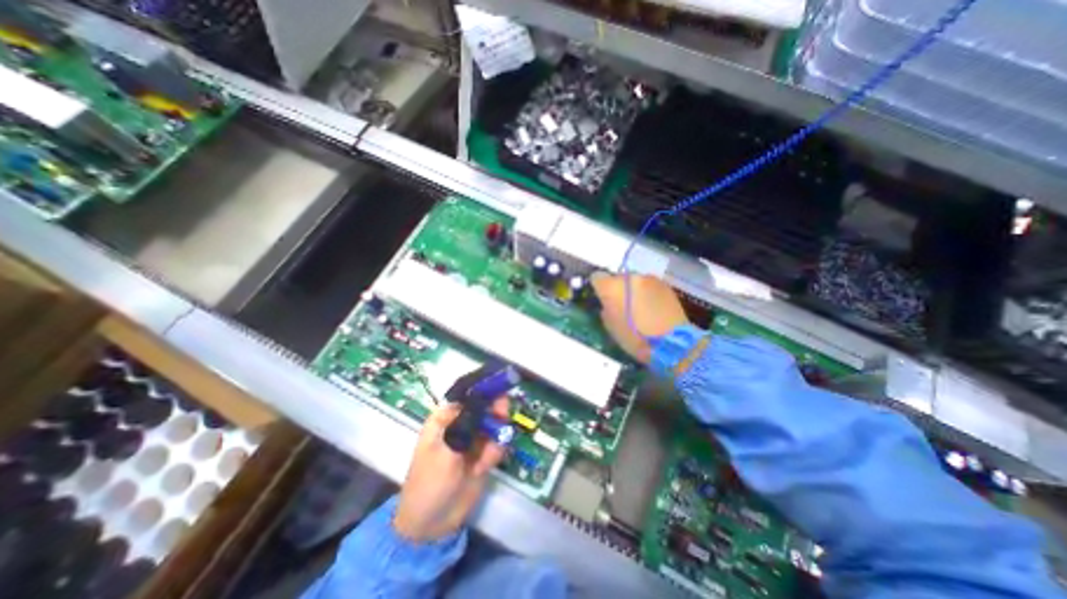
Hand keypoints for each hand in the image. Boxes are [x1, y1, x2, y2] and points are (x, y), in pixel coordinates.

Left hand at [393, 399, 509, 541]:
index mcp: (445, 418)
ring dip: (495, 439)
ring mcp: (474, 439)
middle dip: (496, 413)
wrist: (432, 525)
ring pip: (495, 424)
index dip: (485, 388)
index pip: (468, 394)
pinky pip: (498, 443)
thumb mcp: (445, 451)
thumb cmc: (429, 483)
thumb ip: (465, 425)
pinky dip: (495, 453)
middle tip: (502, 420)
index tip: (502, 387)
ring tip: (485, 460)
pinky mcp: (484, 453)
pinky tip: (483, 468)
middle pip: (486, 406)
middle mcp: (461, 424)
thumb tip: (481, 398)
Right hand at [588, 272, 687, 363]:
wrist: (672, 342)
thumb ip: (606, 309)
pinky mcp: (664, 284)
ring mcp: (649, 278)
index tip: (601, 296)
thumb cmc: (635, 338)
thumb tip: (607, 303)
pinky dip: (647, 293)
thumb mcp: (611, 327)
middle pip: (617, 278)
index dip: (598, 287)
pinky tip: (653, 308)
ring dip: (633, 290)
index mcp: (612, 287)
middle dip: (617, 289)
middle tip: (621, 304)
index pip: (597, 277)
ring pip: (634, 281)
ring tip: (639, 307)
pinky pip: (649, 285)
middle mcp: (629, 277)